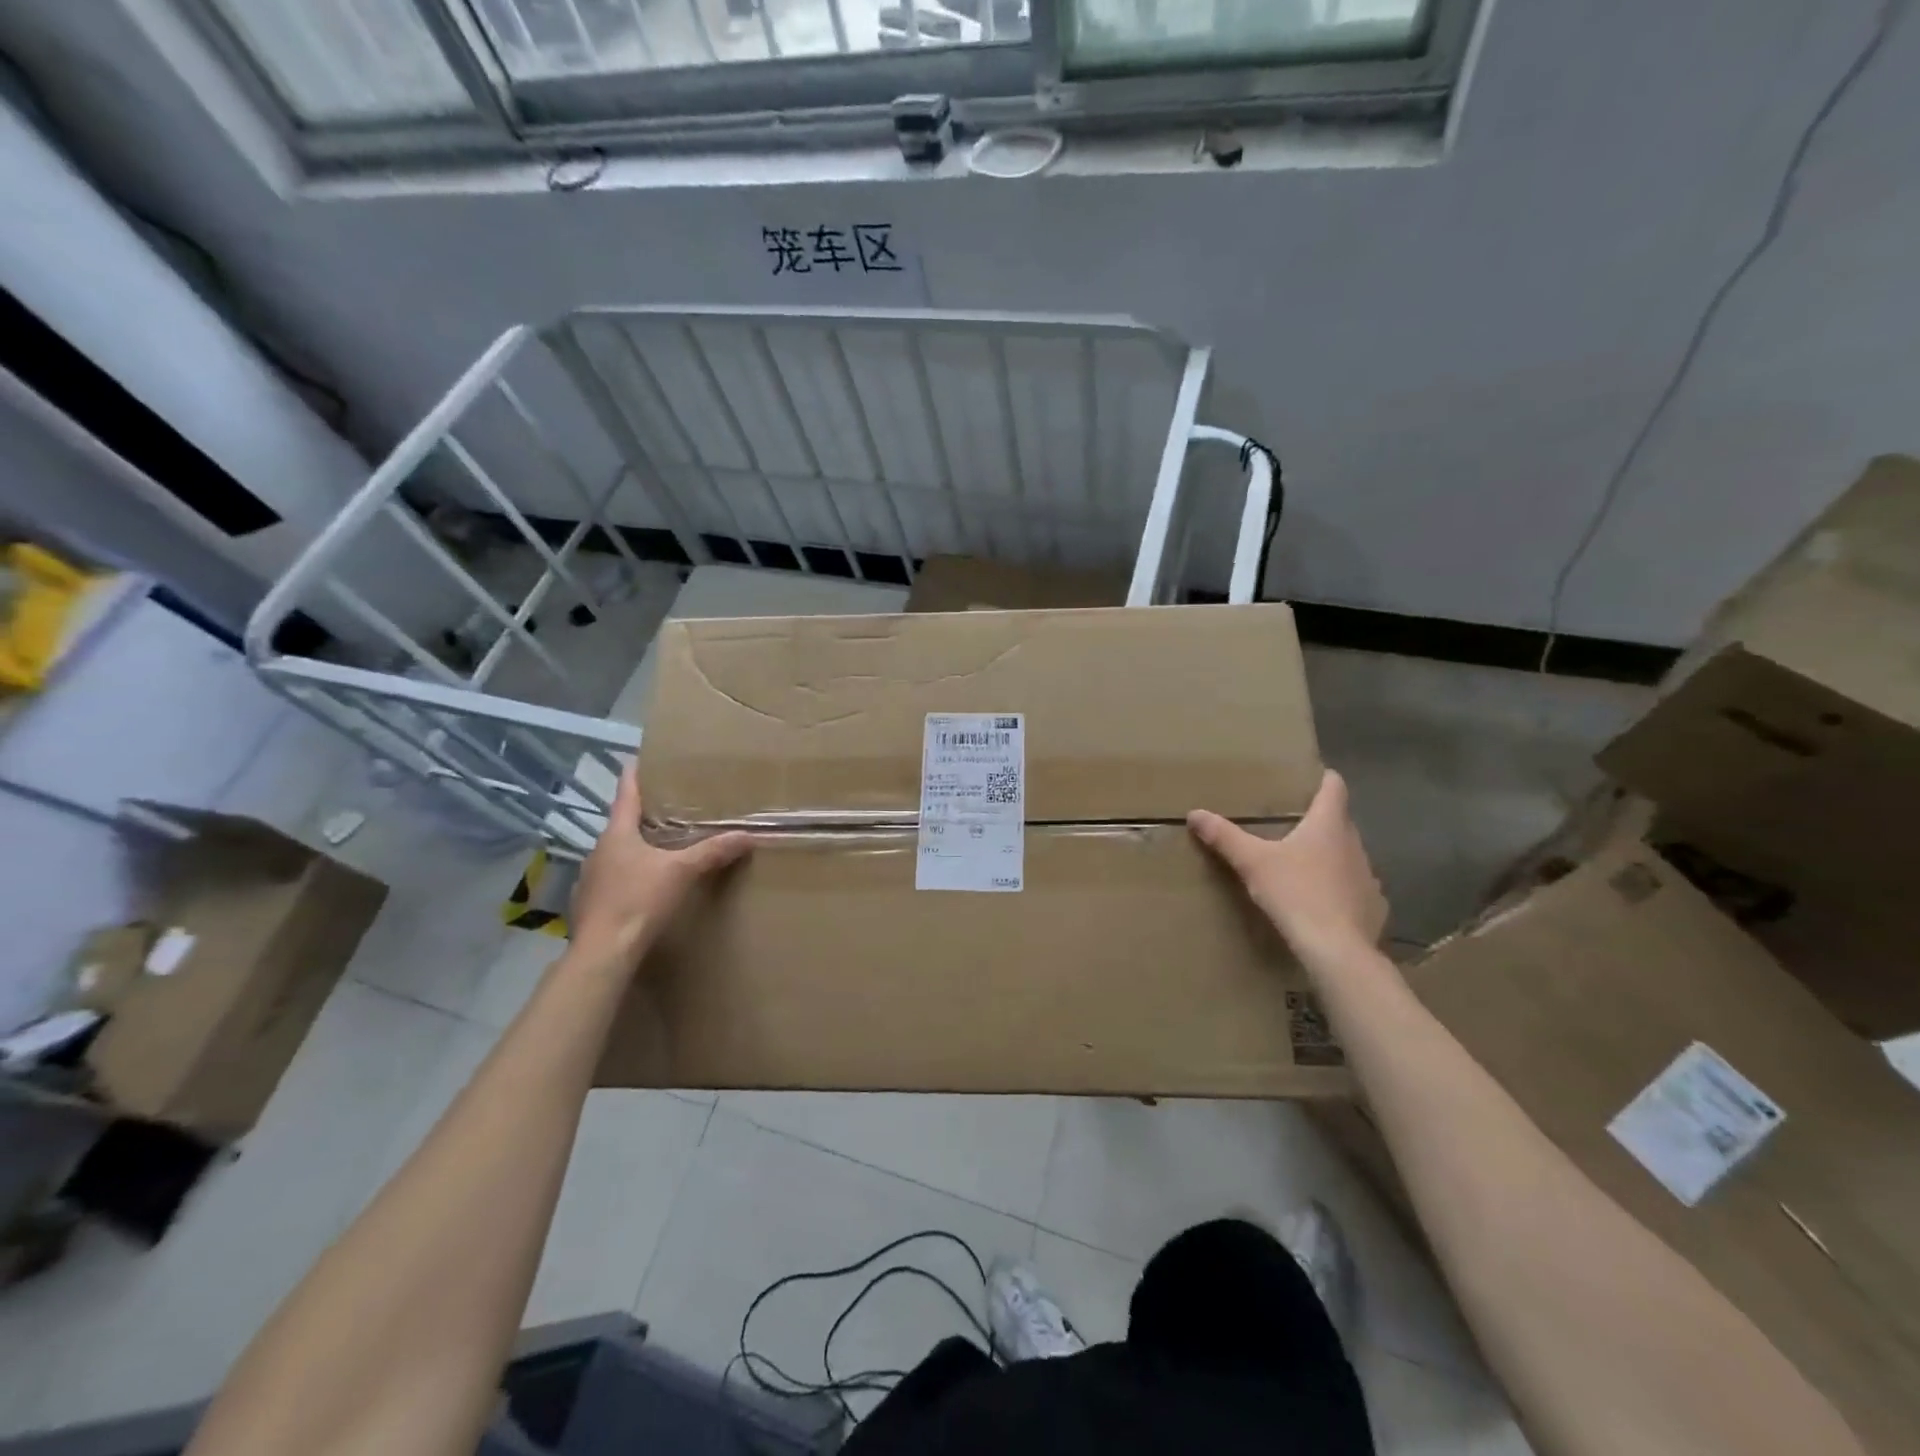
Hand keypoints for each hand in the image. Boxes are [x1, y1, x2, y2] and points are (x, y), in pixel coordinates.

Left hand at [569, 762, 752, 968]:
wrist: (603, 953)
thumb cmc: (639, 901)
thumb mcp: (682, 872)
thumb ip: (713, 852)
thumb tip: (748, 835)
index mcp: (617, 834)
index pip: (626, 795)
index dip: (634, 776)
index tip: (638, 758)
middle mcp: (599, 851)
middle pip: (622, 825)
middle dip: (643, 817)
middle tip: (667, 808)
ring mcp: (590, 879)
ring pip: (617, 854)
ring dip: (636, 849)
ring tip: (661, 848)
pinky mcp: (590, 905)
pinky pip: (614, 880)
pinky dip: (630, 876)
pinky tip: (646, 887)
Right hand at [1188, 770, 1387, 965]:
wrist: (1337, 950)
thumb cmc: (1296, 893)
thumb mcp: (1252, 863)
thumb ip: (1225, 837)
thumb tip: (1195, 813)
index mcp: (1329, 824)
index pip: (1334, 786)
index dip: (1322, 778)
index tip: (1304, 779)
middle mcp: (1354, 843)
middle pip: (1339, 820)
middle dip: (1317, 819)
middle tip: (1287, 823)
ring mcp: (1368, 876)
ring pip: (1346, 854)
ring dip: (1328, 854)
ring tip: (1300, 863)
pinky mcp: (1373, 906)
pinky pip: (1354, 887)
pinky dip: (1338, 887)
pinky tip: (1320, 901)